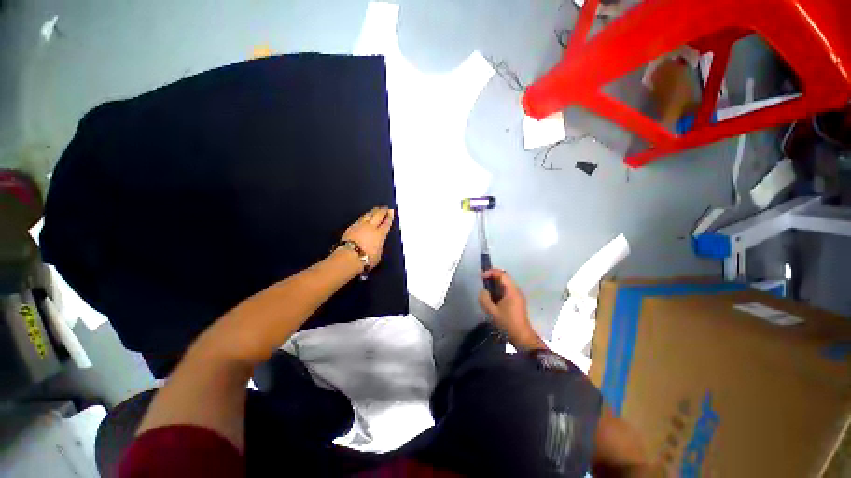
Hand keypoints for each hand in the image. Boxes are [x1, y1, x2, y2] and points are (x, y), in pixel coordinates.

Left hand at [341, 206, 394, 269]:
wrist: (349, 256)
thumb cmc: (366, 259)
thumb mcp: (378, 254)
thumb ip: (379, 246)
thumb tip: (378, 243)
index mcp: (380, 234)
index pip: (386, 223)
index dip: (389, 217)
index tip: (391, 211)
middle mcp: (371, 227)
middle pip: (378, 215)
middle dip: (382, 211)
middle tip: (385, 207)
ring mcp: (360, 225)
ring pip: (368, 215)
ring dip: (373, 211)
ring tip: (376, 209)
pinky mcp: (351, 227)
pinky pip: (360, 218)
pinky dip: (364, 216)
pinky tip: (365, 216)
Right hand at [478, 269, 544, 350]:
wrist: (522, 336)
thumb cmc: (507, 323)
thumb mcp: (492, 312)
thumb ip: (485, 299)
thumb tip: (483, 291)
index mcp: (512, 291)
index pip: (502, 275)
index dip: (491, 272)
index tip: (482, 276)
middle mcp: (516, 290)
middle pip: (505, 277)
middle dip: (493, 276)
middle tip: (482, 280)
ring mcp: (517, 296)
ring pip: (506, 284)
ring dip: (495, 283)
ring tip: (485, 287)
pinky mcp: (517, 301)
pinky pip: (507, 290)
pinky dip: (499, 289)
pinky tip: (492, 296)